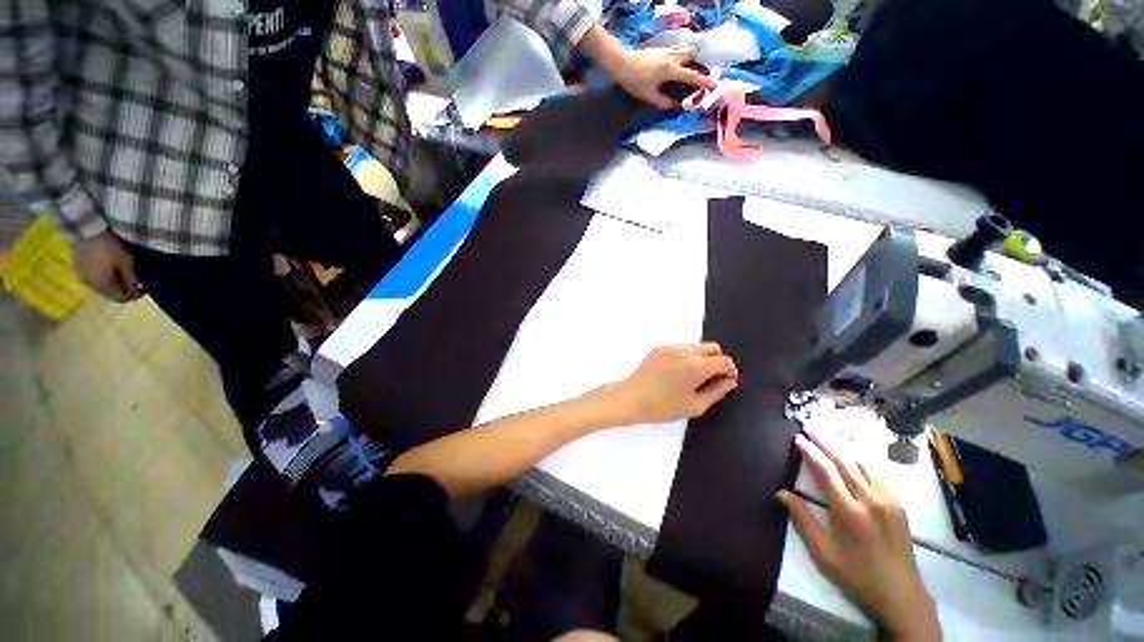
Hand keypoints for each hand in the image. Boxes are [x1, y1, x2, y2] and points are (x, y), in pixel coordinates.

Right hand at [73, 232, 142, 301]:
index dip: (134, 296)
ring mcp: (81, 276)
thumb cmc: (109, 247)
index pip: (120, 298)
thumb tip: (136, 291)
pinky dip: (103, 277)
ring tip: (123, 275)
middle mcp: (90, 286)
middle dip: (123, 290)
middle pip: (110, 294)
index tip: (145, 288)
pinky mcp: (77, 267)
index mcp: (103, 286)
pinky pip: (93, 278)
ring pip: (101, 287)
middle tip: (135, 282)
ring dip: (113, 284)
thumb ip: (131, 278)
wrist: (86, 230)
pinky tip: (109, 269)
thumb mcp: (126, 262)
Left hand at [604, 45, 712, 108]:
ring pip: (686, 48)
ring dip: (691, 57)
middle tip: (700, 75)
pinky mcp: (661, 48)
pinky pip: (678, 49)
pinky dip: (682, 55)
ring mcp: (667, 50)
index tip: (714, 86)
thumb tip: (676, 106)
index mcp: (671, 70)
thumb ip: (663, 102)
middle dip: (699, 63)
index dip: (704, 82)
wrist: (621, 63)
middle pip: (693, 54)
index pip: (692, 76)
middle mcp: (673, 57)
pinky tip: (677, 65)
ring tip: (690, 69)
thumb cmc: (635, 81)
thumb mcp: (649, 96)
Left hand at [609, 343, 737, 424]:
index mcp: (696, 366)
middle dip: (718, 361)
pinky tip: (677, 373)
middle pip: (712, 348)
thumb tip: (729, 381)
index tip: (727, 382)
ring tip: (693, 377)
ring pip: (696, 346)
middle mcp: (685, 351)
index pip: (724, 360)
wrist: (630, 398)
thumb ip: (717, 392)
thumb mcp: (695, 405)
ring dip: (702, 357)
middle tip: (711, 379)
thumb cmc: (663, 406)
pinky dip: (687, 356)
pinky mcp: (659, 348)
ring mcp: (670, 347)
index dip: (731, 371)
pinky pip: (681, 348)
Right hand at [778, 431, 941, 640]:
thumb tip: (782, 492)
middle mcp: (869, 500)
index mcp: (848, 512)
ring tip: (829, 432)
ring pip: (863, 462)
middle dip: (825, 441)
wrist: (900, 594)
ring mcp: (888, 500)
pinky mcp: (898, 503)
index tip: (798, 438)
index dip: (810, 452)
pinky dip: (865, 457)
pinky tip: (857, 450)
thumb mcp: (823, 553)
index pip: (825, 472)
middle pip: (844, 461)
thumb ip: (802, 520)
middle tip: (809, 425)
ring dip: (844, 445)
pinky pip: (880, 472)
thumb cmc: (856, 575)